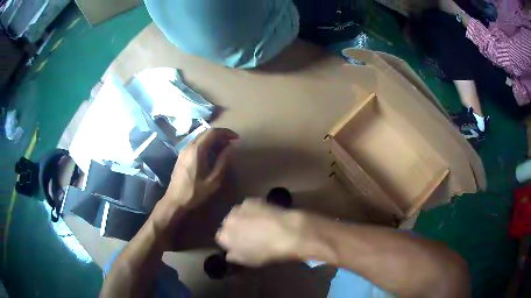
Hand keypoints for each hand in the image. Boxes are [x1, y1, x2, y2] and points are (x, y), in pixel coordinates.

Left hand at [163, 128, 238, 208]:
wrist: (174, 200)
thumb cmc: (195, 192)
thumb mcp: (213, 180)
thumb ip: (223, 161)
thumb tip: (230, 148)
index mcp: (197, 150)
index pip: (212, 132)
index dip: (226, 132)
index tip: (236, 138)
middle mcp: (189, 146)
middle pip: (205, 132)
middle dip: (220, 134)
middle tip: (231, 142)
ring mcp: (183, 150)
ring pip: (200, 137)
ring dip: (212, 139)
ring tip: (223, 147)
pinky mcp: (181, 156)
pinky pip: (195, 143)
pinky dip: (205, 144)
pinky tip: (211, 153)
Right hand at [216, 198, 305, 266]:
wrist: (285, 232)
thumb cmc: (266, 252)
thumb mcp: (248, 261)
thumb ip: (234, 257)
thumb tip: (229, 253)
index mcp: (223, 237)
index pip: (221, 239)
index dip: (231, 242)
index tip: (240, 245)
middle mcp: (227, 220)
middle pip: (228, 225)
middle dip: (236, 229)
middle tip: (249, 236)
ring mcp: (239, 208)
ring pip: (237, 215)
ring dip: (243, 219)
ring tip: (258, 225)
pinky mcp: (252, 200)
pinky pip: (248, 207)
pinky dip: (253, 211)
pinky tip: (264, 216)